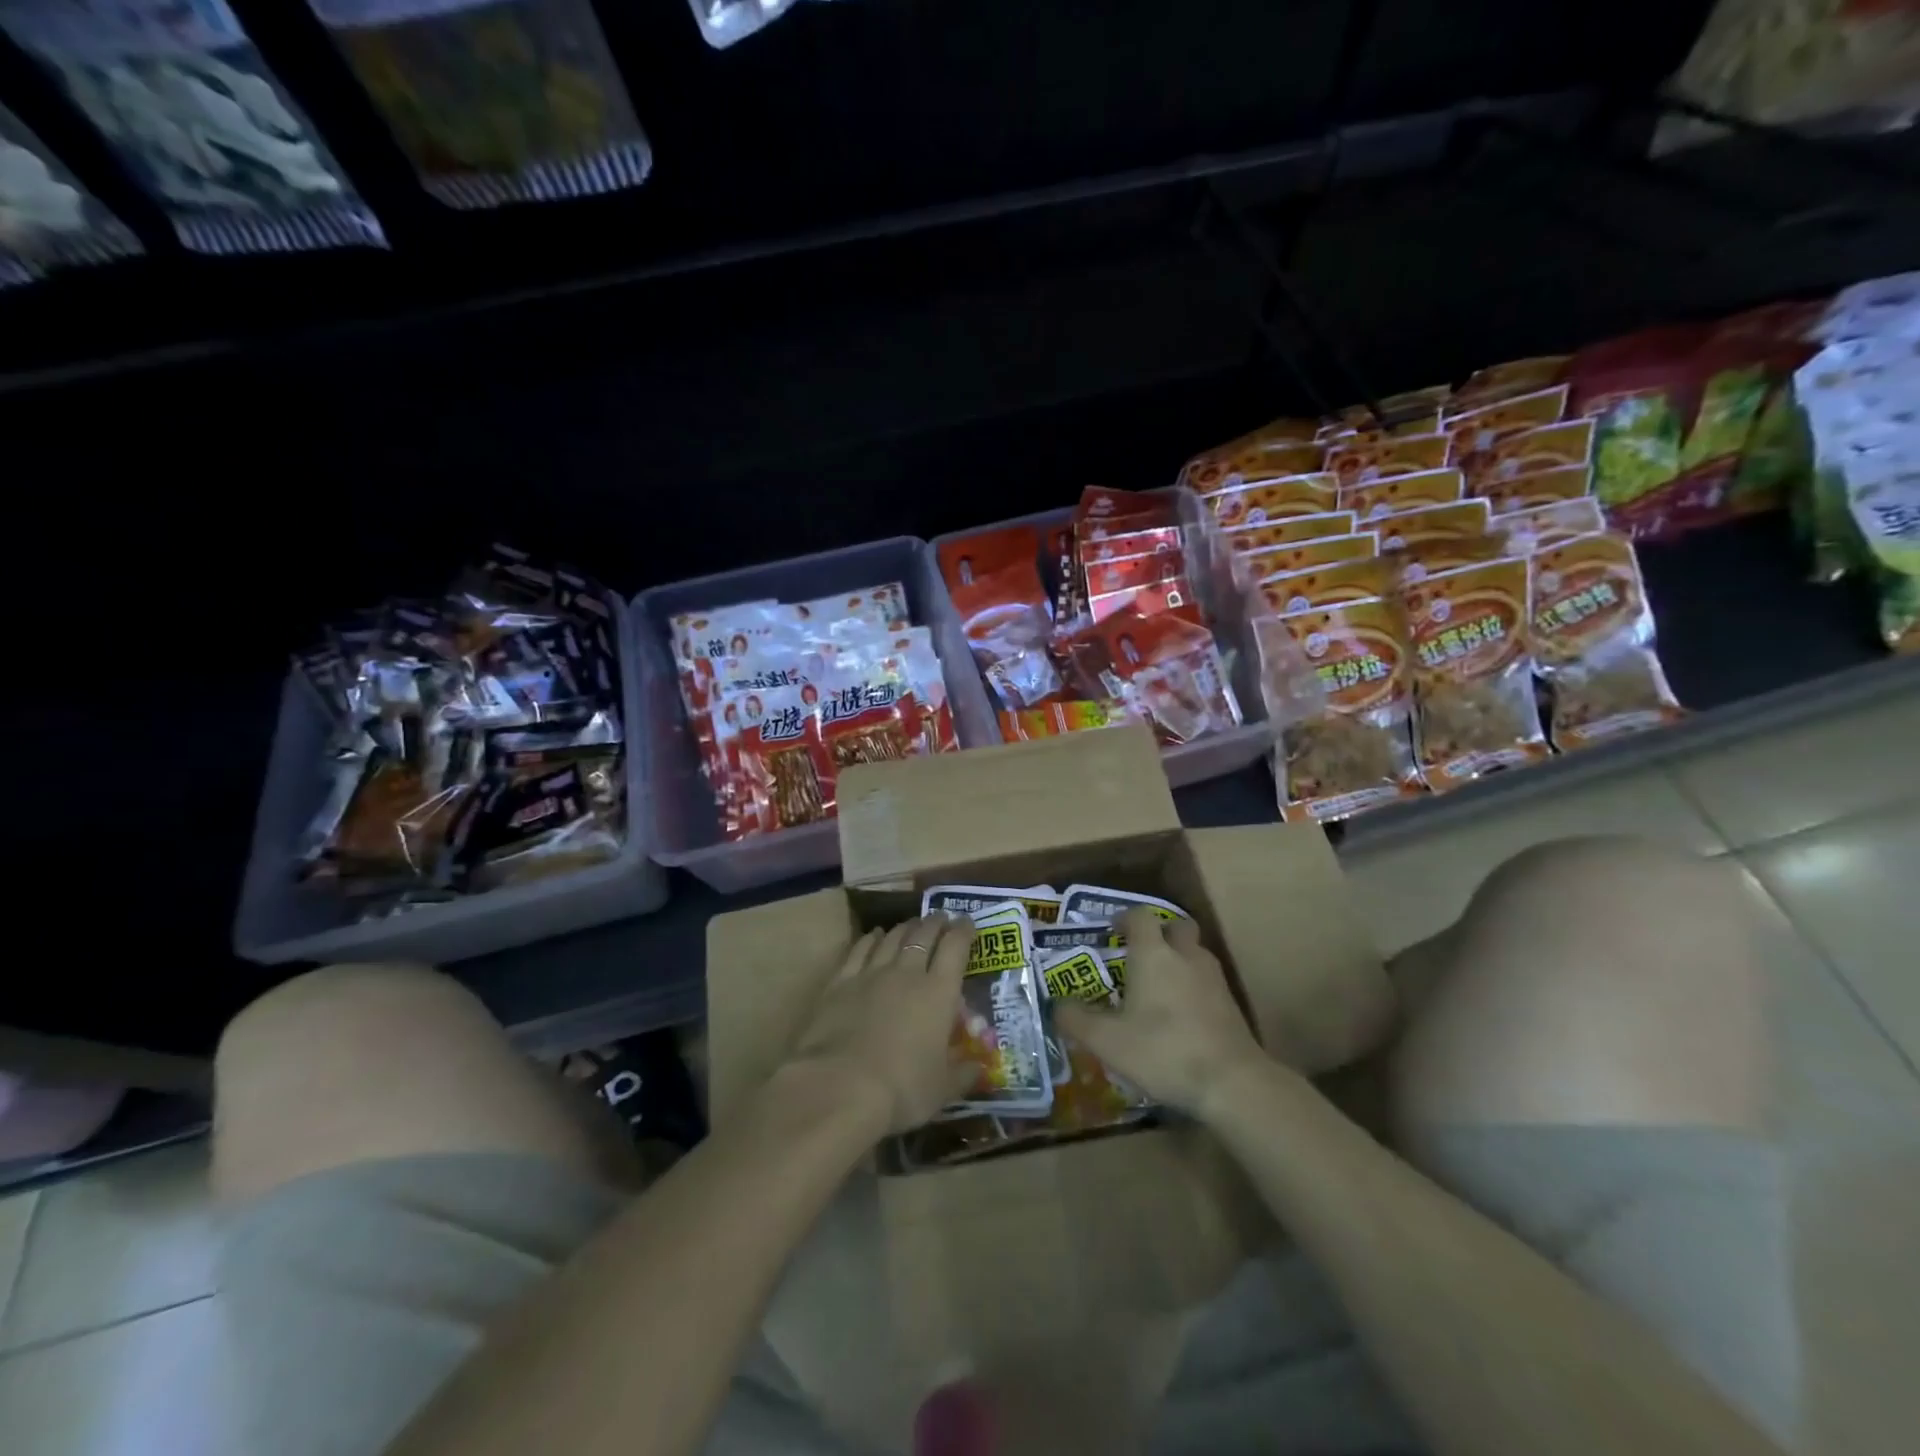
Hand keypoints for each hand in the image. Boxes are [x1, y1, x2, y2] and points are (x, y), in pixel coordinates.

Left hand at [783, 914, 976, 1134]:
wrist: (839, 1086)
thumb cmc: (901, 1089)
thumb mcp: (942, 1090)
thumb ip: (963, 1075)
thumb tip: (979, 1069)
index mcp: (939, 993)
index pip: (955, 948)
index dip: (963, 931)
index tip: (968, 922)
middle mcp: (907, 973)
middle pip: (923, 935)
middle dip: (935, 923)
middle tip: (942, 917)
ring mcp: (871, 974)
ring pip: (892, 938)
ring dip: (905, 927)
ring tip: (912, 924)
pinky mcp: (840, 982)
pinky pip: (859, 950)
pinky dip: (871, 938)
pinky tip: (875, 935)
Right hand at [1054, 908, 1264, 1118]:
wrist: (1231, 1082)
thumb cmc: (1162, 1051)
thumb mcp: (1106, 1041)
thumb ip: (1076, 1019)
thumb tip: (1057, 1005)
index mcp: (1153, 954)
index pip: (1140, 916)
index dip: (1126, 919)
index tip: (1113, 931)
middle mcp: (1185, 956)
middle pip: (1176, 927)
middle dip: (1159, 934)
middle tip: (1140, 954)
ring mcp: (1213, 979)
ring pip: (1194, 953)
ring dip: (1178, 960)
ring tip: (1159, 986)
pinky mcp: (1231, 1004)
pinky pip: (1207, 981)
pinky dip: (1193, 987)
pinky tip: (1181, 1015)